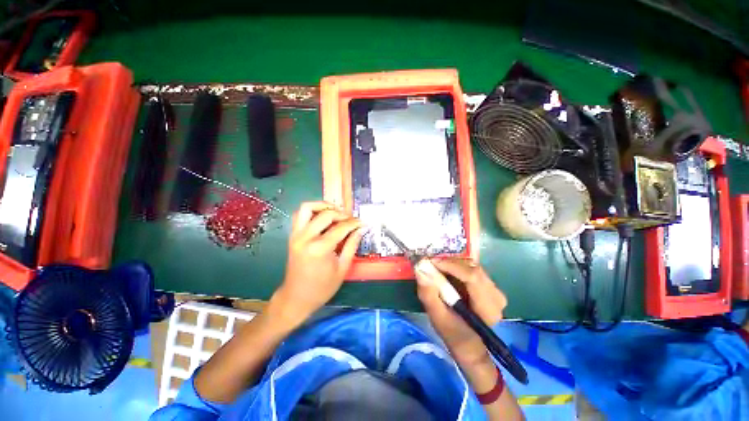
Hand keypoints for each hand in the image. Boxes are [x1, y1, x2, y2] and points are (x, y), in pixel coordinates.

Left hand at [273, 201, 363, 325]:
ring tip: (335, 211)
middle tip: (351, 220)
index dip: (354, 223)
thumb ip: (352, 245)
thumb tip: (361, 229)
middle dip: (342, 214)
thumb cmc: (322, 287)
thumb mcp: (342, 268)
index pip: (341, 227)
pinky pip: (299, 215)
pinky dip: (311, 211)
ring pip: (307, 208)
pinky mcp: (292, 236)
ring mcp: (296, 235)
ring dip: (323, 206)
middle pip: (326, 214)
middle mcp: (306, 237)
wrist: (296, 298)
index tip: (363, 222)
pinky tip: (322, 217)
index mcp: (319, 248)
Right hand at [415, 258, 506, 366]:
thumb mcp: (437, 318)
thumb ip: (429, 294)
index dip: (450, 265)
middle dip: (449, 263)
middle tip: (430, 264)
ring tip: (436, 268)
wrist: (469, 345)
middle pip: (472, 268)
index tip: (430, 262)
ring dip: (452, 264)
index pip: (472, 277)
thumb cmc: (454, 334)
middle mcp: (496, 296)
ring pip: (471, 266)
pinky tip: (446, 271)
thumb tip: (421, 268)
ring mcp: (495, 289)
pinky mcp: (489, 285)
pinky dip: (456, 267)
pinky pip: (471, 268)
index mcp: (487, 308)